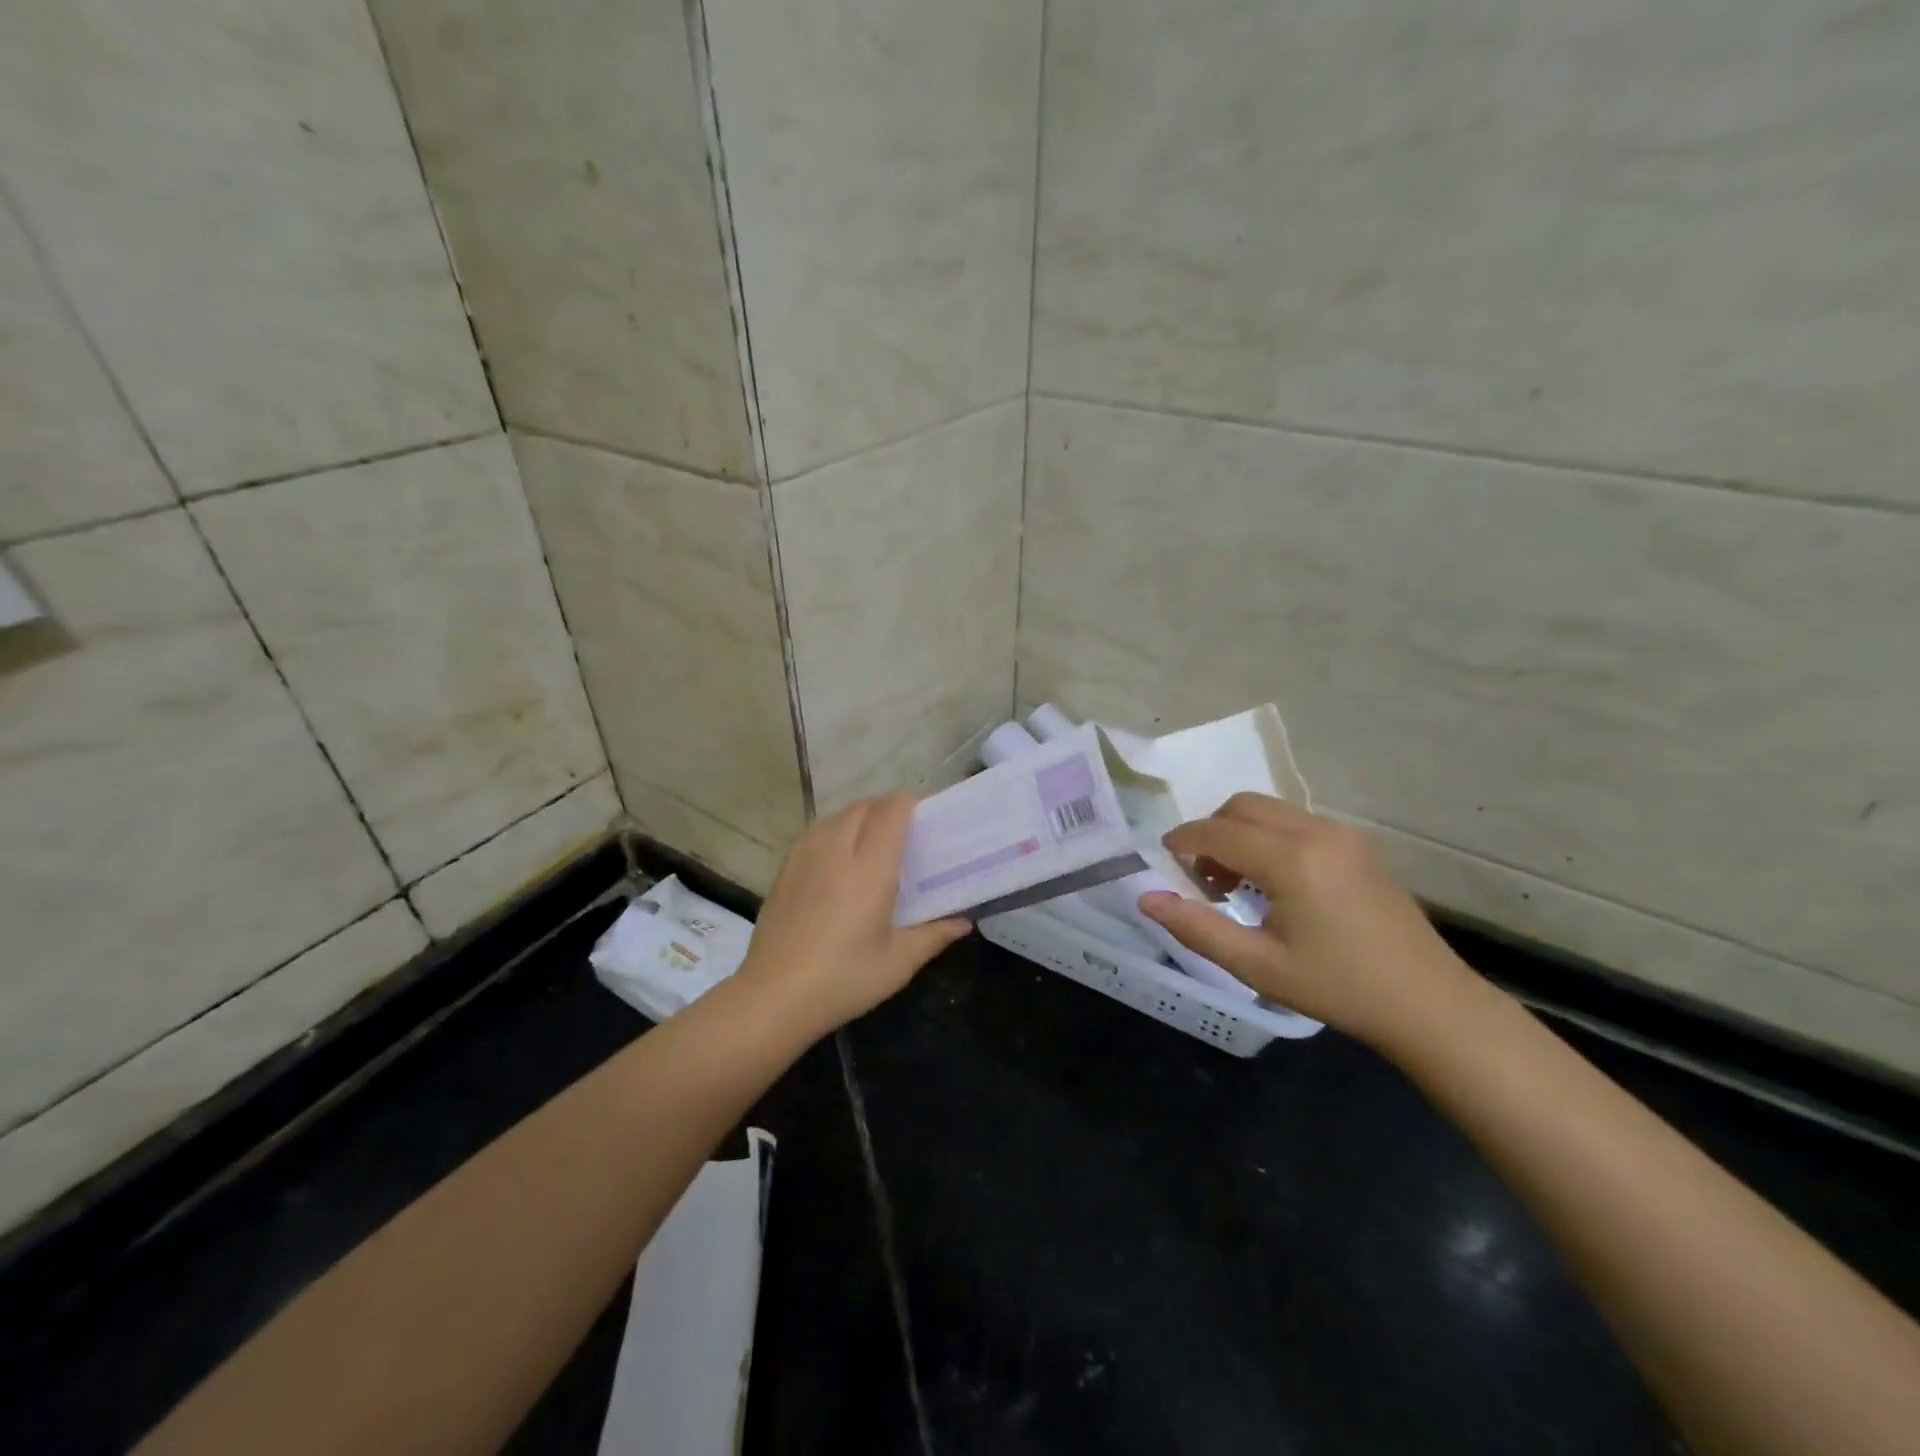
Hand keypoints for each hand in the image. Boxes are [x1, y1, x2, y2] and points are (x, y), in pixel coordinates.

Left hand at [737, 792, 969, 1038]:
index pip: (891, 811)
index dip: (908, 804)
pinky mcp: (784, 870)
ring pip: (835, 816)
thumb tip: (964, 922)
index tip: (922, 817)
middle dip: (884, 809)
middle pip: (863, 807)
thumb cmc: (844, 979)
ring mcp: (806, 857)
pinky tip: (835, 860)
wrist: (774, 996)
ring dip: (856, 818)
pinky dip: (831, 832)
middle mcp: (837, 851)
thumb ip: (934, 935)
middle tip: (900, 834)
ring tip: (868, 843)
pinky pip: (813, 833)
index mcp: (871, 868)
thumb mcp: (898, 963)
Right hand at [1138, 793, 1489, 1055]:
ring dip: (1239, 832)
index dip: (1183, 841)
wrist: (1428, 1003)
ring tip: (1235, 882)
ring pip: (1269, 810)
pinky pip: (1295, 821)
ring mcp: (1342, 834)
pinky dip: (1268, 836)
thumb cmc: (1338, 988)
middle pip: (1242, 806)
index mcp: (1292, 860)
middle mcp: (1316, 832)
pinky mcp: (1358, 843)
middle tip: (1202, 877)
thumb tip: (1146, 898)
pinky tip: (1273, 881)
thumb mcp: (1258, 967)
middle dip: (1210, 831)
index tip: (1164, 863)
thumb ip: (1197, 928)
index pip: (1217, 831)